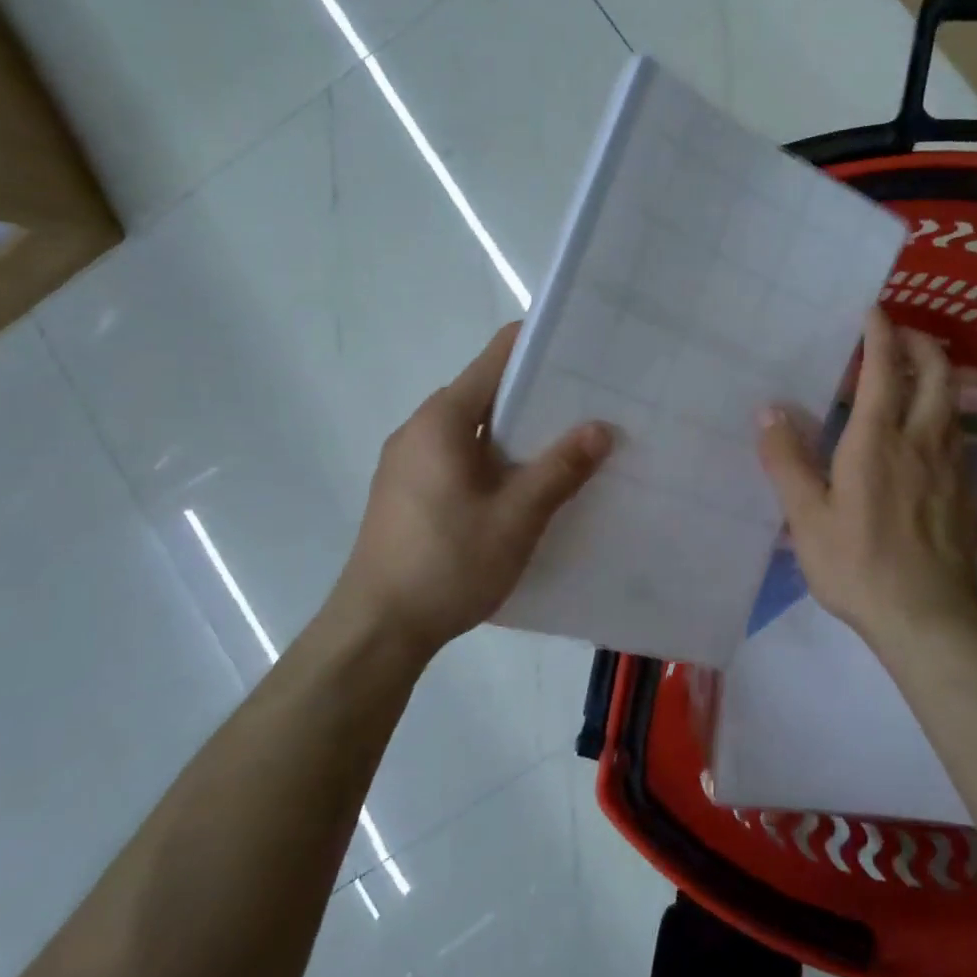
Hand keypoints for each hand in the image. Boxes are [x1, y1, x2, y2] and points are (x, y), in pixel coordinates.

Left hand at [335, 323, 613, 657]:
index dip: (539, 347)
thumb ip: (560, 468)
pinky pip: (456, 455)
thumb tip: (600, 427)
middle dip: (535, 396)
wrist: (376, 629)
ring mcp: (406, 460)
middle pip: (484, 392)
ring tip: (565, 445)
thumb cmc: (448, 564)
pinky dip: (491, 457)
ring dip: (514, 432)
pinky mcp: (405, 490)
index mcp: (442, 419)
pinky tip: (520, 486)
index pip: (496, 358)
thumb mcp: (516, 518)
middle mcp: (419, 428)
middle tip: (588, 405)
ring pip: (471, 428)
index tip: (581, 351)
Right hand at [757, 307, 976, 648]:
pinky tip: (925, 428)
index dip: (881, 334)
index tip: (874, 310)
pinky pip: (957, 430)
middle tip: (899, 334)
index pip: (885, 370)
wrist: (928, 617)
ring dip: (936, 374)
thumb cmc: (858, 565)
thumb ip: (786, 460)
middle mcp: (921, 440)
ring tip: (911, 372)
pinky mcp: (963, 489)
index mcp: (878, 440)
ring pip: (952, 401)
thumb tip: (769, 410)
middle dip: (921, 343)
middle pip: (937, 373)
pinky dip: (942, 409)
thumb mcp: (806, 517)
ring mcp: (950, 465)